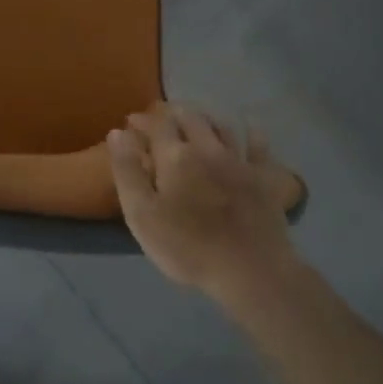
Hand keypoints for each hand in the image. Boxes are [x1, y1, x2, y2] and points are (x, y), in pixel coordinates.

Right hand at [108, 103, 299, 292]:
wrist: (250, 271)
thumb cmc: (187, 247)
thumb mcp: (141, 214)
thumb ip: (127, 171)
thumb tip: (118, 133)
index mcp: (175, 156)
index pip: (157, 125)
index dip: (143, 120)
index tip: (131, 122)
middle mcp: (207, 148)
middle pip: (190, 118)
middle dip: (172, 113)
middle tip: (161, 117)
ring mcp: (239, 161)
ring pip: (221, 126)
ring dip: (205, 118)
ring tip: (196, 119)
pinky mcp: (264, 179)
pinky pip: (259, 147)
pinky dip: (253, 134)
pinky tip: (250, 128)